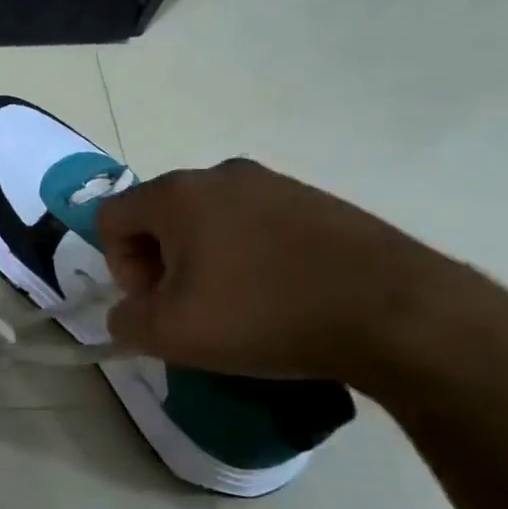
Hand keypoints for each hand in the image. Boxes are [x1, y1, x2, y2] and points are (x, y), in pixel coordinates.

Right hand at [97, 159, 458, 382]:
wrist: (396, 314)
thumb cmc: (261, 315)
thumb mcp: (167, 333)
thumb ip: (124, 320)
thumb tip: (132, 312)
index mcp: (177, 194)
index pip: (111, 218)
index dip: (118, 266)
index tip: (155, 302)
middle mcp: (222, 175)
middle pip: (160, 217)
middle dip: (161, 264)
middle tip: (189, 309)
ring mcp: (277, 184)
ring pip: (210, 222)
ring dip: (205, 262)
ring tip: (236, 307)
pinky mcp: (319, 202)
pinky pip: (257, 227)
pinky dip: (249, 259)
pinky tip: (277, 297)